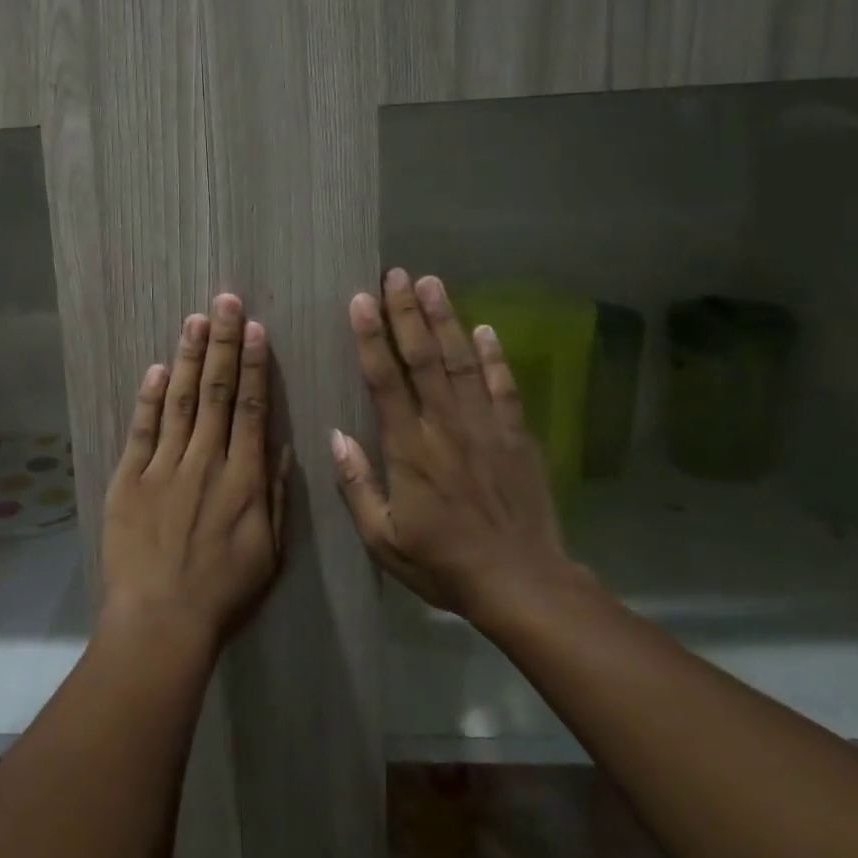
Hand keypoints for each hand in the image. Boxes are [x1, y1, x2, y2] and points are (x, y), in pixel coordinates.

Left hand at [101, 293, 290, 651]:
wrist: (161, 620)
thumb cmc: (223, 592)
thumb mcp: (270, 551)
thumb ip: (276, 495)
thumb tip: (280, 445)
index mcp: (244, 478)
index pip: (251, 408)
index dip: (254, 365)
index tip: (256, 329)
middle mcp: (206, 461)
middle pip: (217, 392)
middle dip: (223, 343)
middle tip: (226, 301)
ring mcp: (164, 467)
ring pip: (181, 401)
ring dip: (190, 358)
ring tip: (196, 319)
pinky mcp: (129, 479)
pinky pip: (142, 430)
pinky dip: (150, 398)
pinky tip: (158, 369)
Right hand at [332, 269, 572, 630]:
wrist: (521, 581)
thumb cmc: (443, 562)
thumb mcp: (384, 539)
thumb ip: (357, 486)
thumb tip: (336, 437)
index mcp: (409, 449)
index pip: (385, 381)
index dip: (371, 338)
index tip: (360, 301)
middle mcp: (446, 426)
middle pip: (424, 358)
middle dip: (407, 313)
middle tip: (397, 275)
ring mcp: (485, 427)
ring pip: (462, 362)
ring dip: (446, 320)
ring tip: (433, 283)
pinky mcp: (516, 436)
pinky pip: (504, 387)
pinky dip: (495, 357)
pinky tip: (486, 329)